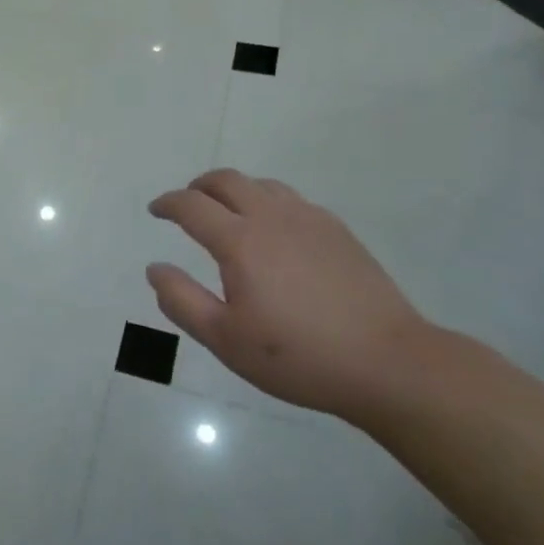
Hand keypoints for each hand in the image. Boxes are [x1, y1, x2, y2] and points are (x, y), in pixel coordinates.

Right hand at [147, 170, 434, 421]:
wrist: (388, 363)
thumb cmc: (298, 356)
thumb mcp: (225, 339)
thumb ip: (181, 301)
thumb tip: (155, 268)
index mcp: (240, 241)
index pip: (192, 206)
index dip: (168, 203)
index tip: (156, 210)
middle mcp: (272, 217)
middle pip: (227, 180)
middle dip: (199, 186)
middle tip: (188, 204)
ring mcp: (309, 220)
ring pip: (262, 185)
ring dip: (235, 190)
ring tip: (228, 213)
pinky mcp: (338, 231)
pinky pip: (292, 200)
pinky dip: (268, 202)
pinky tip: (274, 230)